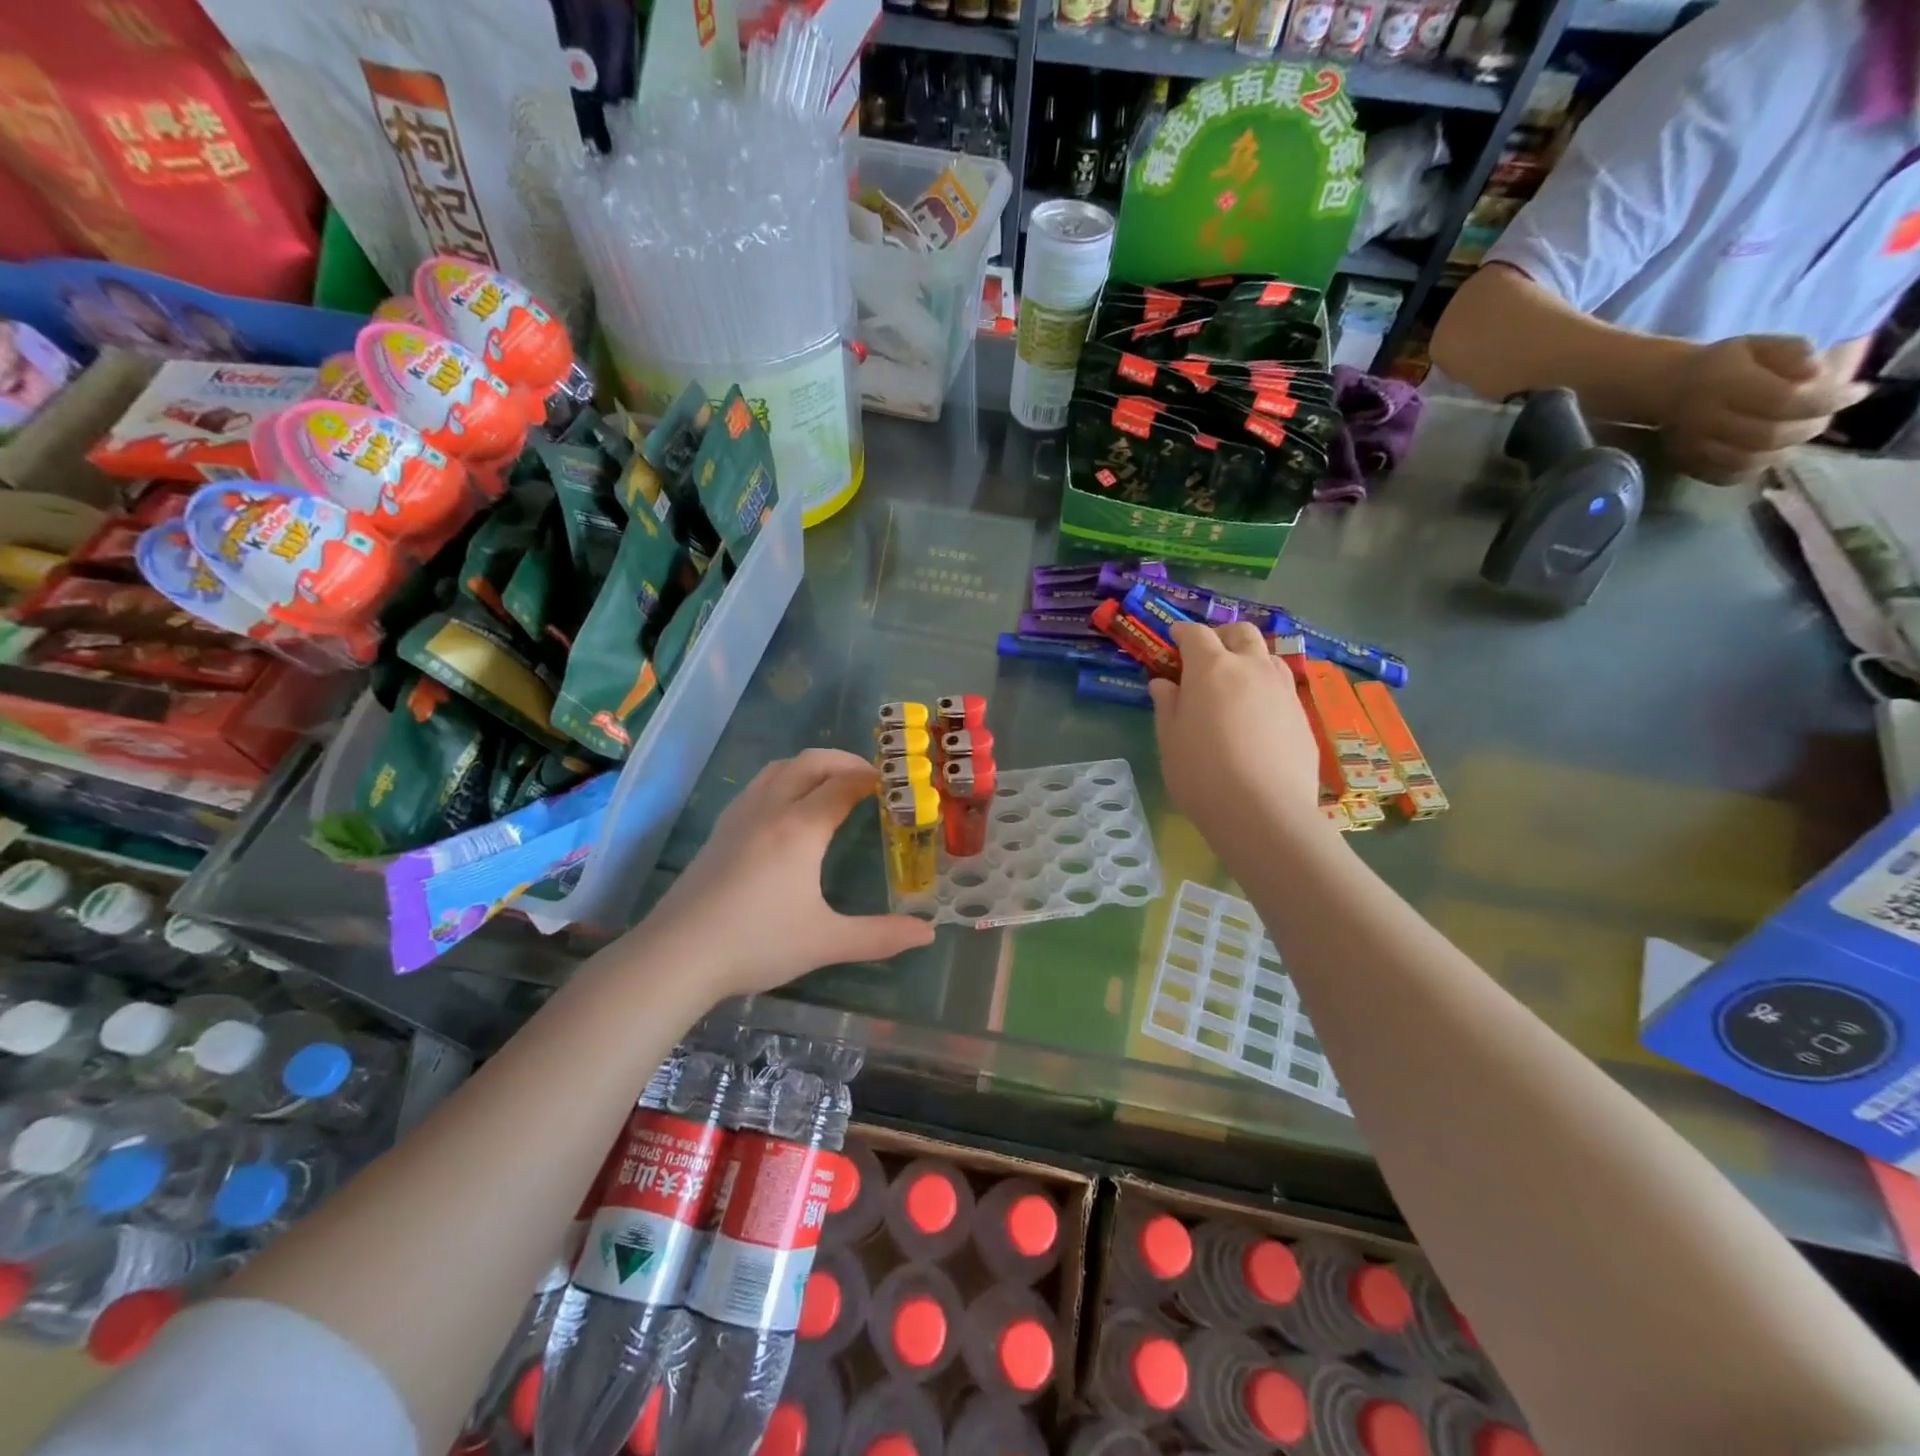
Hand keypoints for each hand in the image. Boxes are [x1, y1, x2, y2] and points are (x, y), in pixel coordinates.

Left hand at [644, 749, 934, 999]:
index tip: (895, 783)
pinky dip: (783, 779)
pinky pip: (757, 786)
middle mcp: (770, 809)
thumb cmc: (757, 942)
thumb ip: (880, 936)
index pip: (843, 785)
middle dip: (844, 761)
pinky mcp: (719, 831)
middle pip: (810, 763)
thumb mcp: (826, 941)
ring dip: (811, 766)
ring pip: (778, 769)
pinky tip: (786, 809)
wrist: (677, 955)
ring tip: (831, 784)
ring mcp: (739, 817)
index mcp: (800, 828)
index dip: (872, 778)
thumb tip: (928, 933)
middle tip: (870, 778)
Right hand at [1147, 622, 1324, 843]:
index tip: (1173, 639)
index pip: (1196, 635)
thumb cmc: (1202, 775)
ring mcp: (1282, 689)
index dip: (1183, 633)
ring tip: (1235, 681)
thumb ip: (1167, 705)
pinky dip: (1265, 686)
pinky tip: (1256, 713)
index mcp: (1212, 669)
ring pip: (1268, 655)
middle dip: (1222, 635)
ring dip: (1249, 657)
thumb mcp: (1170, 741)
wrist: (1264, 812)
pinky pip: (1282, 686)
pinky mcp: (1301, 714)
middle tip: (1207, 654)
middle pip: (1241, 633)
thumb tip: (1164, 683)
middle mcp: (1251, 668)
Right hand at [1661, 334, 1868, 483]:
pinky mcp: (1687, 464)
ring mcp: (1692, 447)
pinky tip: (1765, 452)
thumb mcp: (1762, 345)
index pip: (1784, 400)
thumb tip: (1818, 374)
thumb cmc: (1723, 363)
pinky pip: (1728, 475)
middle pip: (1769, 435)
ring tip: (1794, 433)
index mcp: (1723, 385)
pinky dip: (1755, 467)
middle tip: (1823, 416)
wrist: (1667, 390)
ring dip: (1784, 448)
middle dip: (1809, 427)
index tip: (1857, 393)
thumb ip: (1793, 354)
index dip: (1826, 400)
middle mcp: (1704, 419)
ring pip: (1750, 459)